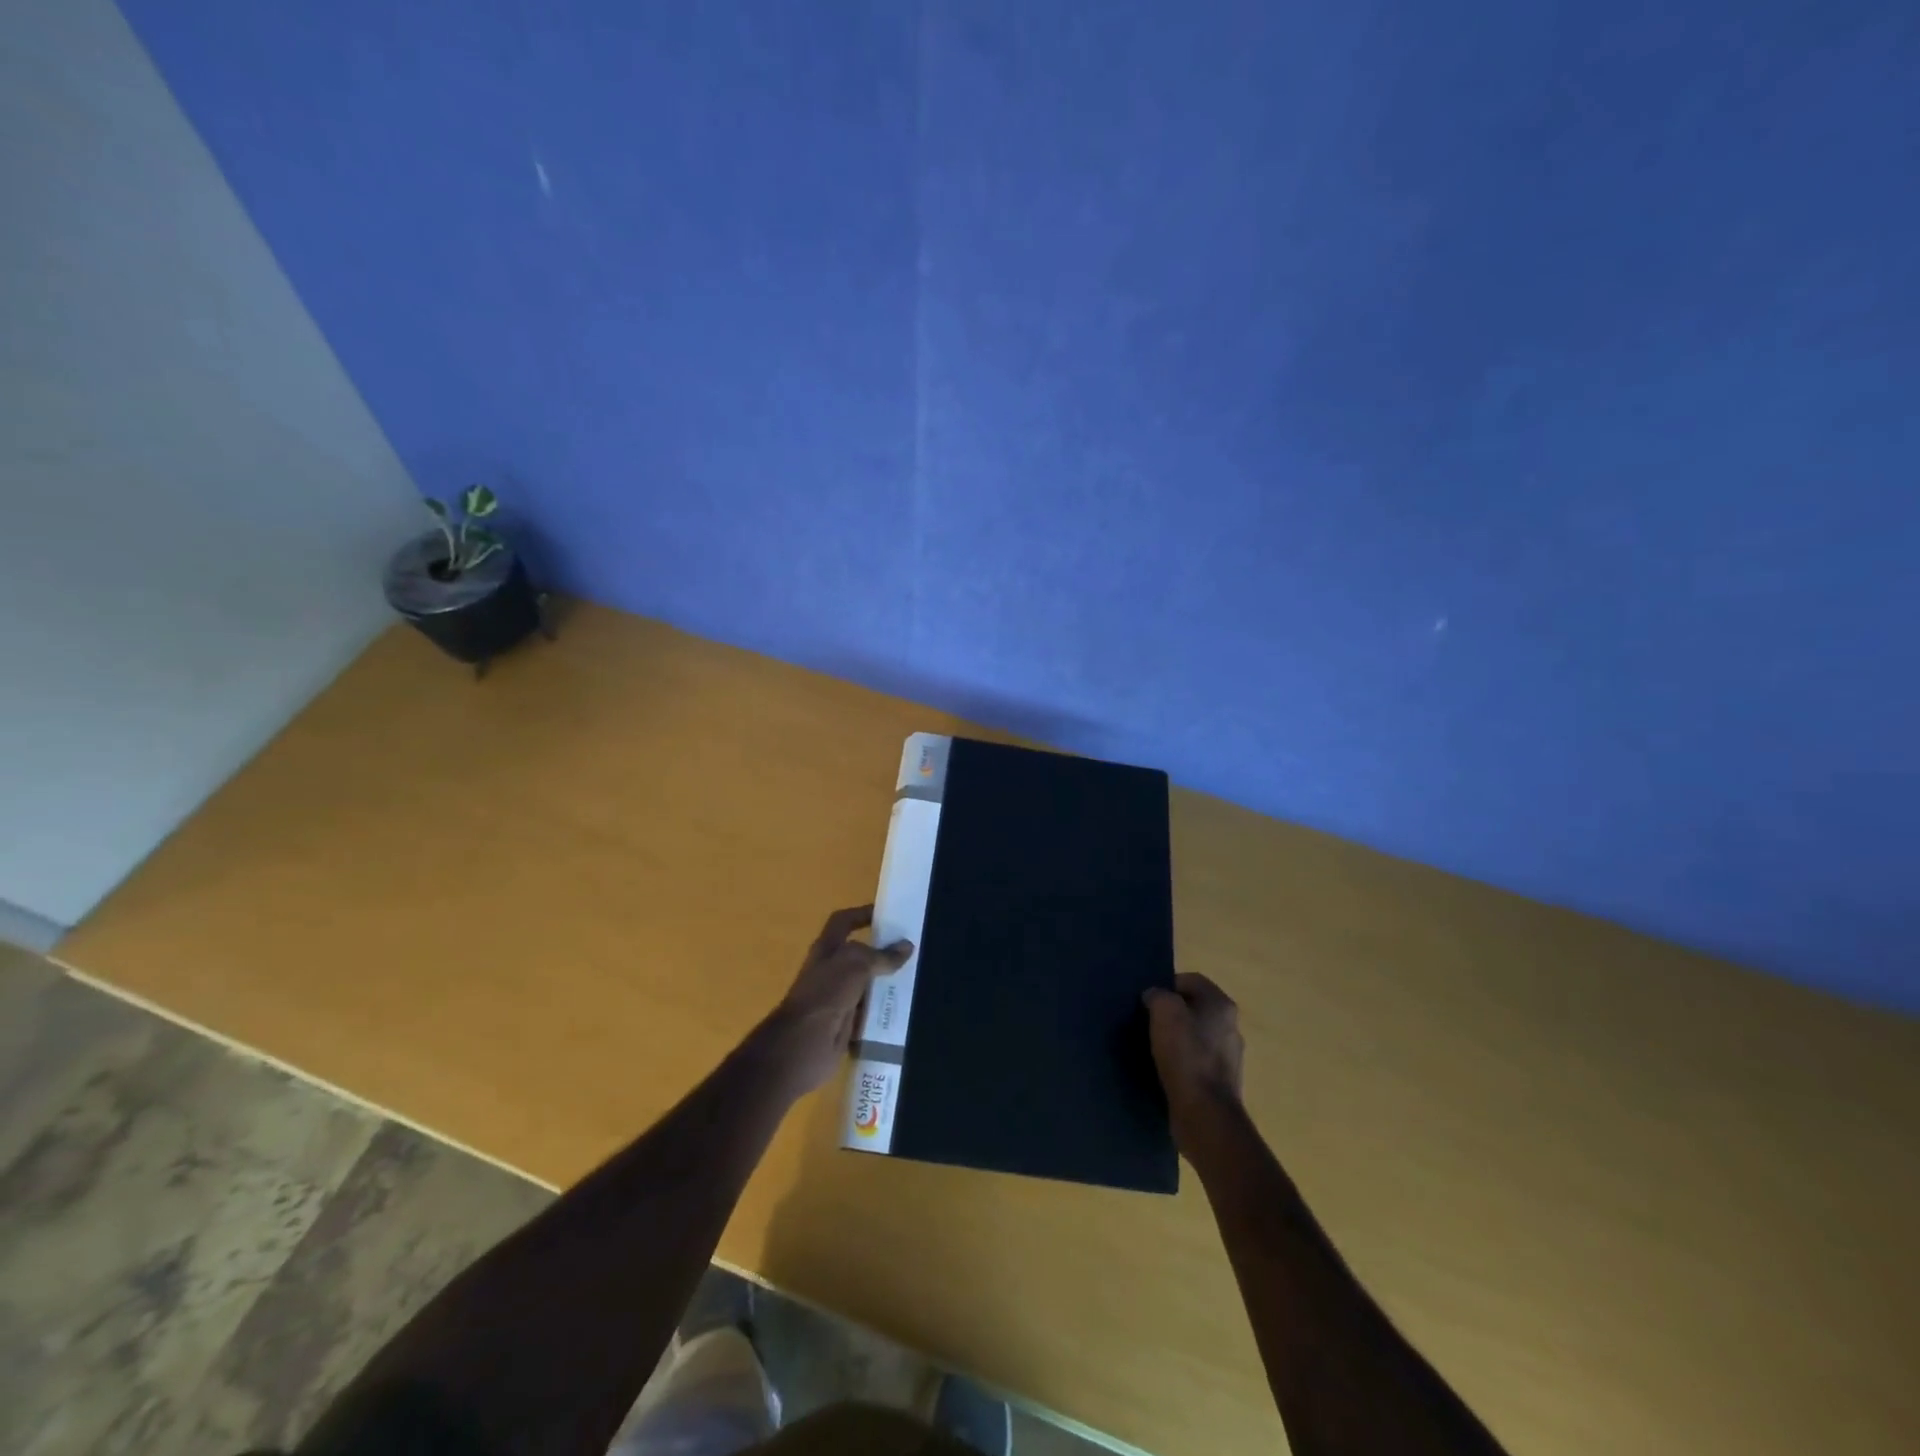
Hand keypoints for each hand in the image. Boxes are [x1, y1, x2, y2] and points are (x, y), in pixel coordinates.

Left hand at [760, 905, 911, 1097]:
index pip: (844, 922)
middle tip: (913, 950)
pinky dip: (884, 1010)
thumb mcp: (855, 965)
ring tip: (917, 978)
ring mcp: (838, 998)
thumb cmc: (825, 993)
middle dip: (883, 952)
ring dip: (887, 983)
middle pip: (860, 955)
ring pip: (867, 985)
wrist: (804, 1044)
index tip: (888, 914)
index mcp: (827, 949)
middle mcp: (831, 970)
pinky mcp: (846, 1023)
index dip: (862, 914)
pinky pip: (870, 1012)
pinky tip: (907, 1008)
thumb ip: (881, 956)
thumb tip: (907, 947)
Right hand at [1143, 972, 1245, 1153]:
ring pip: (1195, 1035)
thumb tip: (1154, 996)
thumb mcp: (1164, 1012)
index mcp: (1221, 1004)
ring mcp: (1229, 1056)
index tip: (1147, 1000)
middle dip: (1170, 1012)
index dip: (1166, 985)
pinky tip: (1165, 1069)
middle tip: (1146, 1021)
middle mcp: (1230, 1026)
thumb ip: (1158, 995)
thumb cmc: (1186, 1055)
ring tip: (1152, 1047)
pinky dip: (1181, 1061)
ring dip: (1175, 1038)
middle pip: (1194, 1007)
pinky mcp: (1220, 1081)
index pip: (1190, 980)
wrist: (1205, 1114)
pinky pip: (1196, 1061)